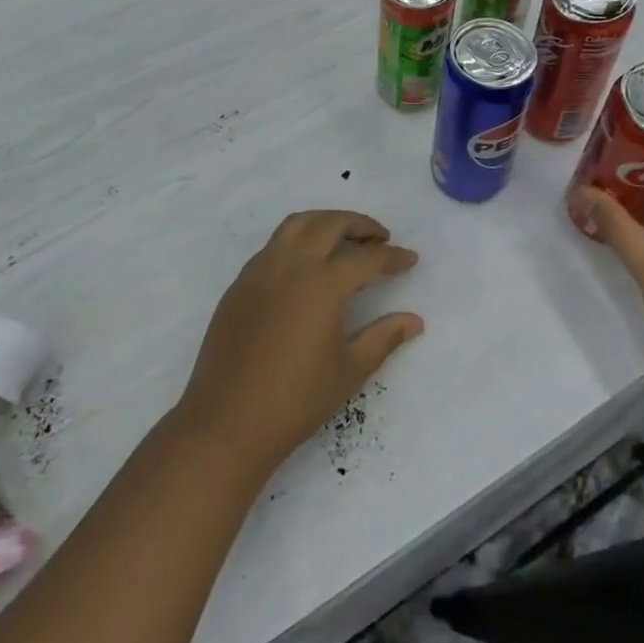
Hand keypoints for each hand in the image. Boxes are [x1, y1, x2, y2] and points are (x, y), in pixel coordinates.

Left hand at [177, 211, 423, 473]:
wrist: (228, 420)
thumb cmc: (297, 399)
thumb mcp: (350, 370)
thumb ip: (384, 337)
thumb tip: (414, 320)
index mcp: (323, 283)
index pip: (367, 258)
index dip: (392, 257)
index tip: (410, 258)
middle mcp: (291, 263)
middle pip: (330, 224)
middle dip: (360, 225)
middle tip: (380, 238)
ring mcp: (261, 269)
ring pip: (297, 224)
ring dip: (325, 223)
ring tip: (344, 240)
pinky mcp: (241, 282)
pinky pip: (274, 245)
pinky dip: (297, 240)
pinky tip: (306, 266)